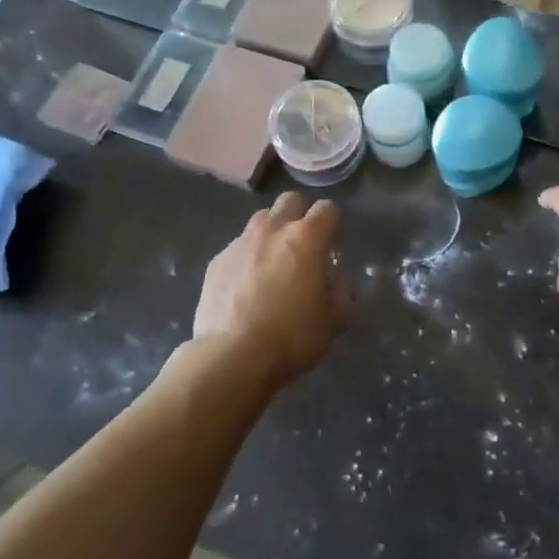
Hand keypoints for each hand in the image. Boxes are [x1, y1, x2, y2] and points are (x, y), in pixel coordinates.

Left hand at [194, 192, 348, 385]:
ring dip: (272, 234)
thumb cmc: (292, 336)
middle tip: (302, 247)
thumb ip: (342, 289)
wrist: (232, 357)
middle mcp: (273, 230)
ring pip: (261, 220)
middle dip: (300, 216)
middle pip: (290, 201)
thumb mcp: (335, 318)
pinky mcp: (217, 261)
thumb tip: (336, 278)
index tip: (334, 247)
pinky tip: (246, 288)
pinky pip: (238, 248)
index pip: (328, 209)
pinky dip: (247, 259)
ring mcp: (240, 243)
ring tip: (272, 265)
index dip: (334, 225)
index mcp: (307, 238)